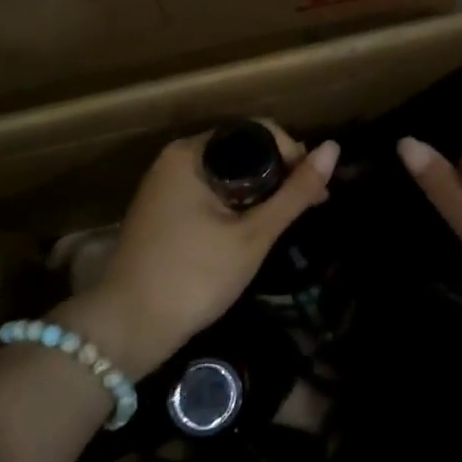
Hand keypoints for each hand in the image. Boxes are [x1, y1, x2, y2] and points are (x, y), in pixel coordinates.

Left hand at [59, 121, 337, 379]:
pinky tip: (257, 228)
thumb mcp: (253, 235)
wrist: (127, 330)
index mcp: (191, 153)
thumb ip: (295, 192)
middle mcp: (175, 160)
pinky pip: (211, 193)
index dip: (293, 154)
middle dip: (280, 174)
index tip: (315, 188)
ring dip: (261, 192)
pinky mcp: (163, 211)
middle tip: (310, 206)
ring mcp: (165, 186)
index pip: (257, 132)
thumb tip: (334, 149)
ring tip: (290, 219)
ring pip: (228, 174)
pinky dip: (238, 204)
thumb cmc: (194, 277)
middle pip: (242, 151)